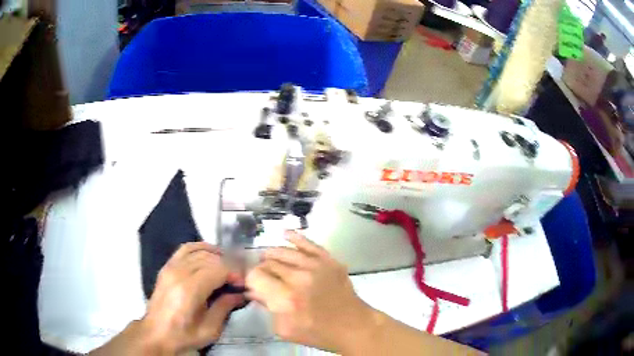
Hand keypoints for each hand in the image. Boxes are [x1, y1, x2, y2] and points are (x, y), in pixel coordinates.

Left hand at [140, 242, 244, 353]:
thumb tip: (240, 294)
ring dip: (216, 255)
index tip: (243, 284)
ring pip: (198, 250)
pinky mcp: (166, 267)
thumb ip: (225, 308)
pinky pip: (185, 249)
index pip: (218, 269)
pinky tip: (210, 255)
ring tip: (228, 266)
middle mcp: (179, 273)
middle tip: (238, 278)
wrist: (156, 334)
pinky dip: (200, 248)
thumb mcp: (210, 329)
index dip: (234, 273)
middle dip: (228, 265)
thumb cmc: (183, 335)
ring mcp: (170, 267)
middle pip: (209, 258)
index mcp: (189, 290)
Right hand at [245, 231, 377, 352]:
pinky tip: (285, 234)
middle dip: (262, 270)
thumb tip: (253, 291)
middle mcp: (299, 277)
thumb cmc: (317, 333)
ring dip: (272, 255)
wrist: (352, 325)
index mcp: (286, 298)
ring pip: (283, 251)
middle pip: (268, 263)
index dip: (251, 280)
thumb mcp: (285, 329)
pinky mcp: (329, 260)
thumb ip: (266, 307)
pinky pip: (308, 243)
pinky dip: (294, 237)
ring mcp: (316, 265)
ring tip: (269, 260)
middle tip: (264, 279)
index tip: (254, 286)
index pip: (255, 276)